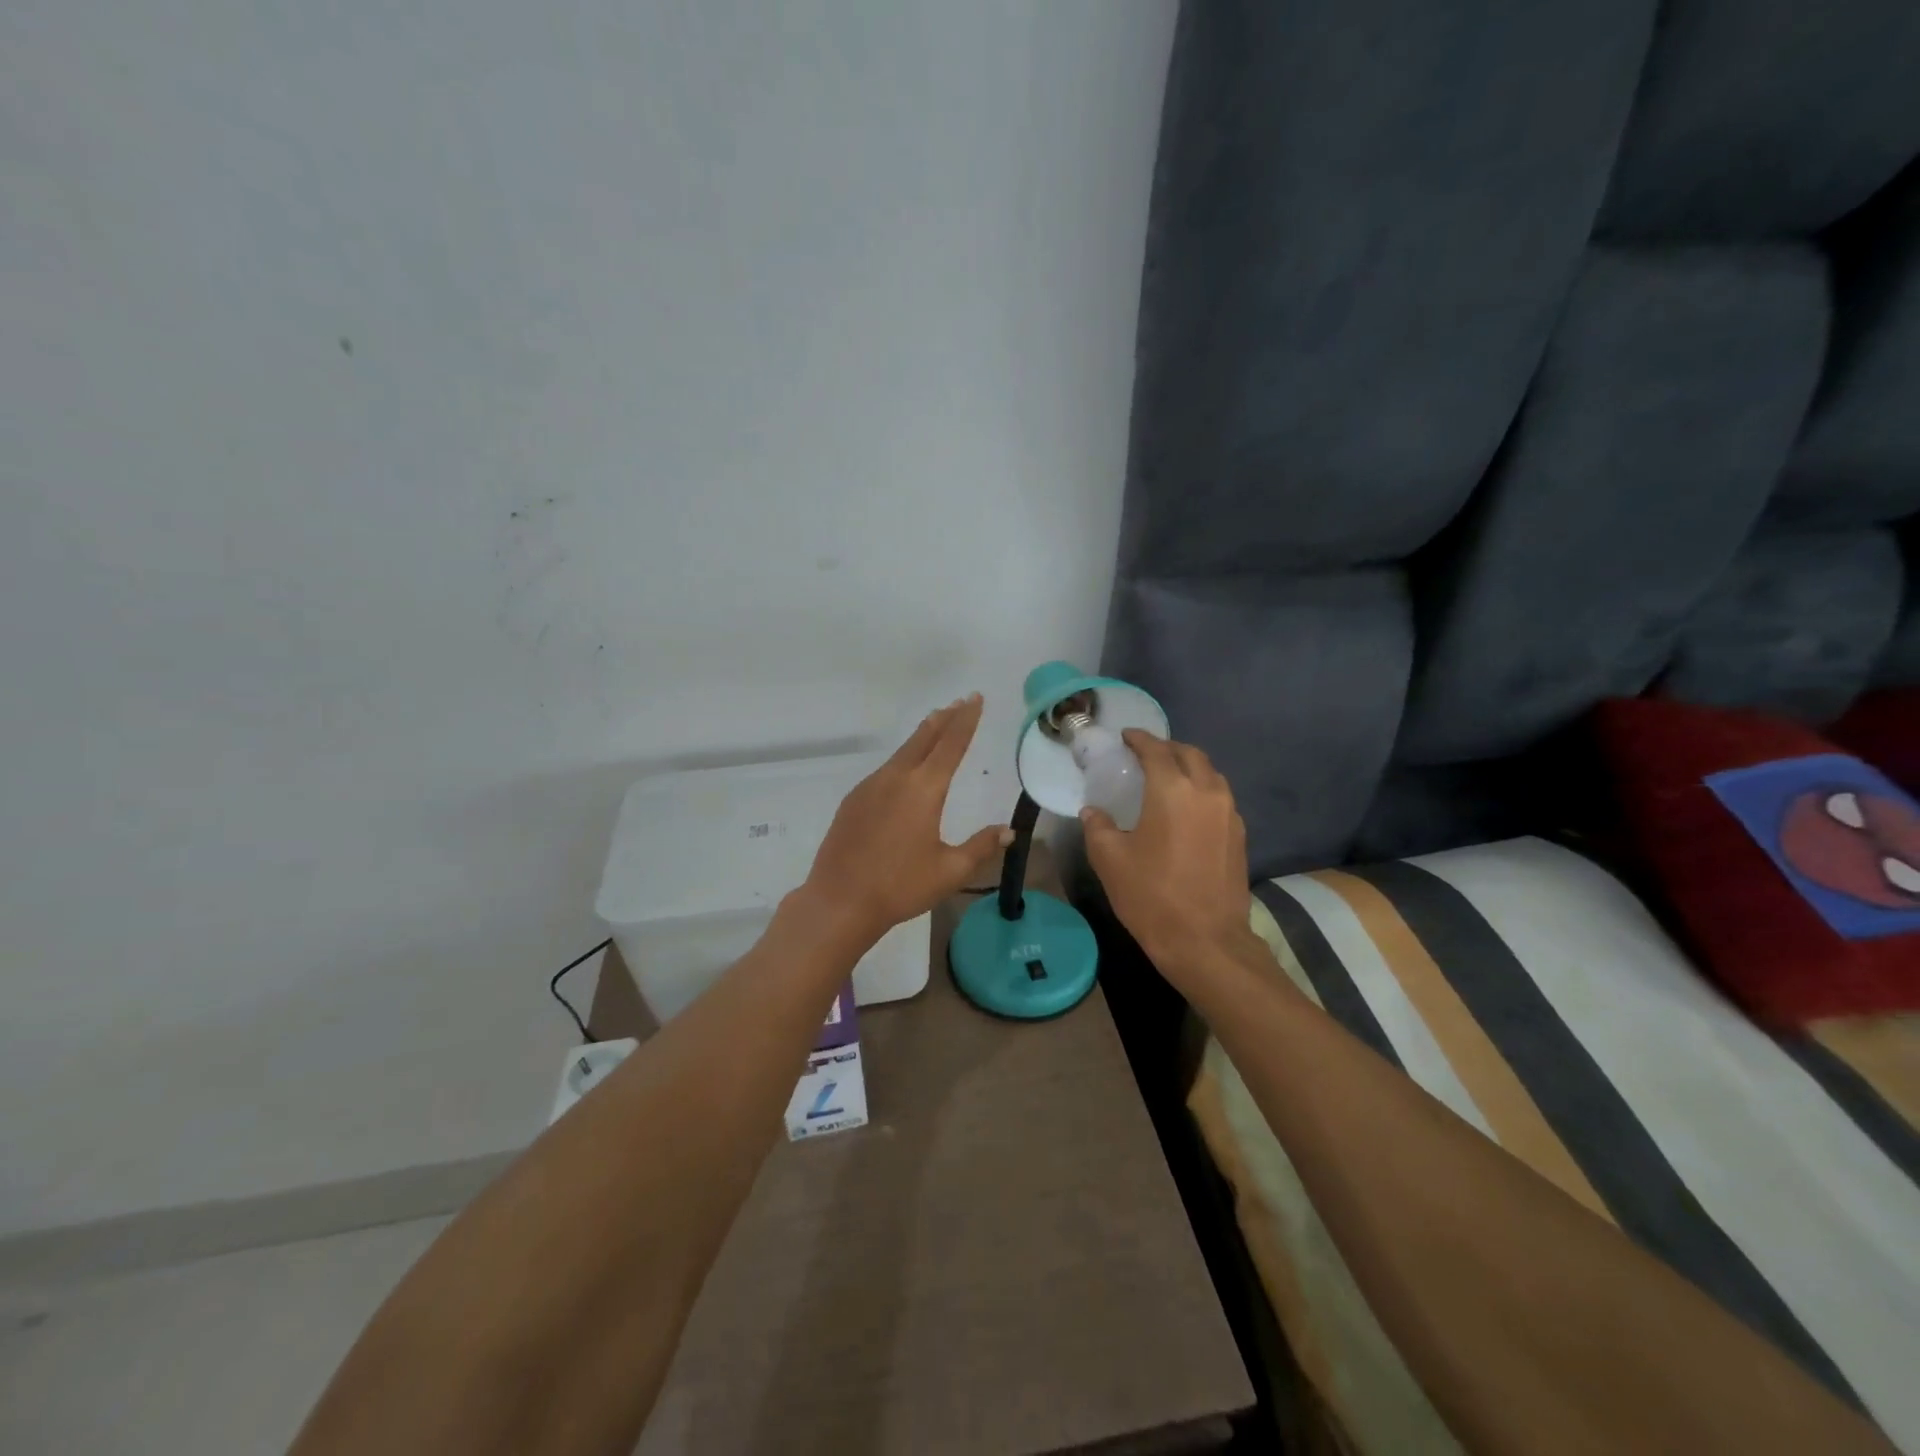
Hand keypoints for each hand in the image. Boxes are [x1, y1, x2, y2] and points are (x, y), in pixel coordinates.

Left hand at [801, 694, 1012, 943]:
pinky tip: (904, 770)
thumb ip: (980, 847)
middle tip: (959, 701)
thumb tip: (1008, 831)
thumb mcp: (949, 871)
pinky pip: (884, 770)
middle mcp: (896, 779)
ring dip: (922, 736)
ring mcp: (869, 787)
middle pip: (924, 739)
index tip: (975, 699)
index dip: (966, 720)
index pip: (951, 745)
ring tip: (935, 725)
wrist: (840, 900)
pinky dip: (902, 759)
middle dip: (944, 719)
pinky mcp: (853, 801)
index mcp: (924, 790)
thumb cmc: (900, 887)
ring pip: (901, 752)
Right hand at [1080, 731, 1257, 980]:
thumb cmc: (1152, 896)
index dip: (1139, 739)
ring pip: (1210, 775)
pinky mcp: (1239, 836)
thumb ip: (1098, 827)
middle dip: (1167, 748)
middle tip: (1145, 754)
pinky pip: (1220, 797)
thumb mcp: (1110, 860)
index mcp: (1172, 790)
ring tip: (1167, 778)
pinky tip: (1186, 809)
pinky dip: (1202, 790)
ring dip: (1189, 767)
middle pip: (1190, 755)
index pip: (1156, 750)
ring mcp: (1229, 814)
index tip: (1126, 737)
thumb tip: (1093, 812)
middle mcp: (1206, 792)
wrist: (1206, 942)